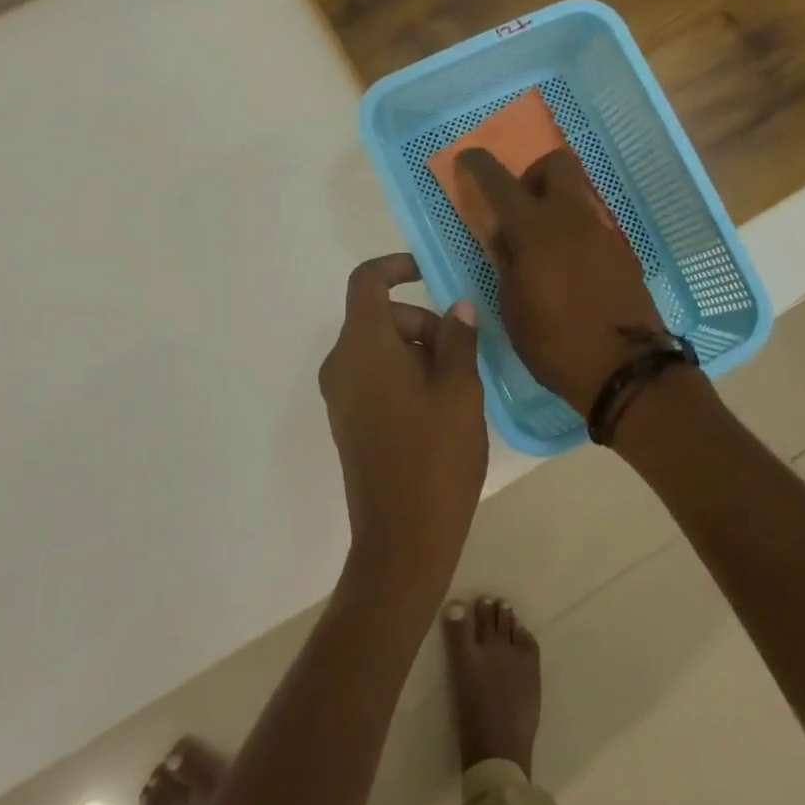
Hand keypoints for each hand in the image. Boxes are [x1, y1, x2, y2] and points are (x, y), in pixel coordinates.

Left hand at [318, 254, 486, 584]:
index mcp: (363, 346)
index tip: (431, 273)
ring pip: (378, 348)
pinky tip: (439, 406)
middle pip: (378, 316)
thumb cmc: (435, 456)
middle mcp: (341, 364)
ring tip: (458, 384)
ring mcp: (341, 395)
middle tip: (463, 352)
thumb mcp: (460, 390)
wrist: (403, 537)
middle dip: (421, 321)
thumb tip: (457, 309)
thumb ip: (458, 339)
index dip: (397, 266)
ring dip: (417, 350)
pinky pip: (373, 376)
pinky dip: (403, 373)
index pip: (367, 281)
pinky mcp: (348, 421)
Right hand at [457, 148, 665, 413]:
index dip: (480, 165)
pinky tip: (567, 266)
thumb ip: (505, 262)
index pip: (501, 182)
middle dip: (532, 175)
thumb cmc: (555, 344)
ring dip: (554, 204)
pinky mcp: (621, 251)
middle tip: (519, 209)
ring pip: (575, 194)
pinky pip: (591, 224)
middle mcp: (571, 219)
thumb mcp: (513, 308)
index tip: (468, 158)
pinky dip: (573, 230)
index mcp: (535, 230)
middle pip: (555, 165)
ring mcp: (601, 232)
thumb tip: (503, 233)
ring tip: (541, 246)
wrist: (625, 370)